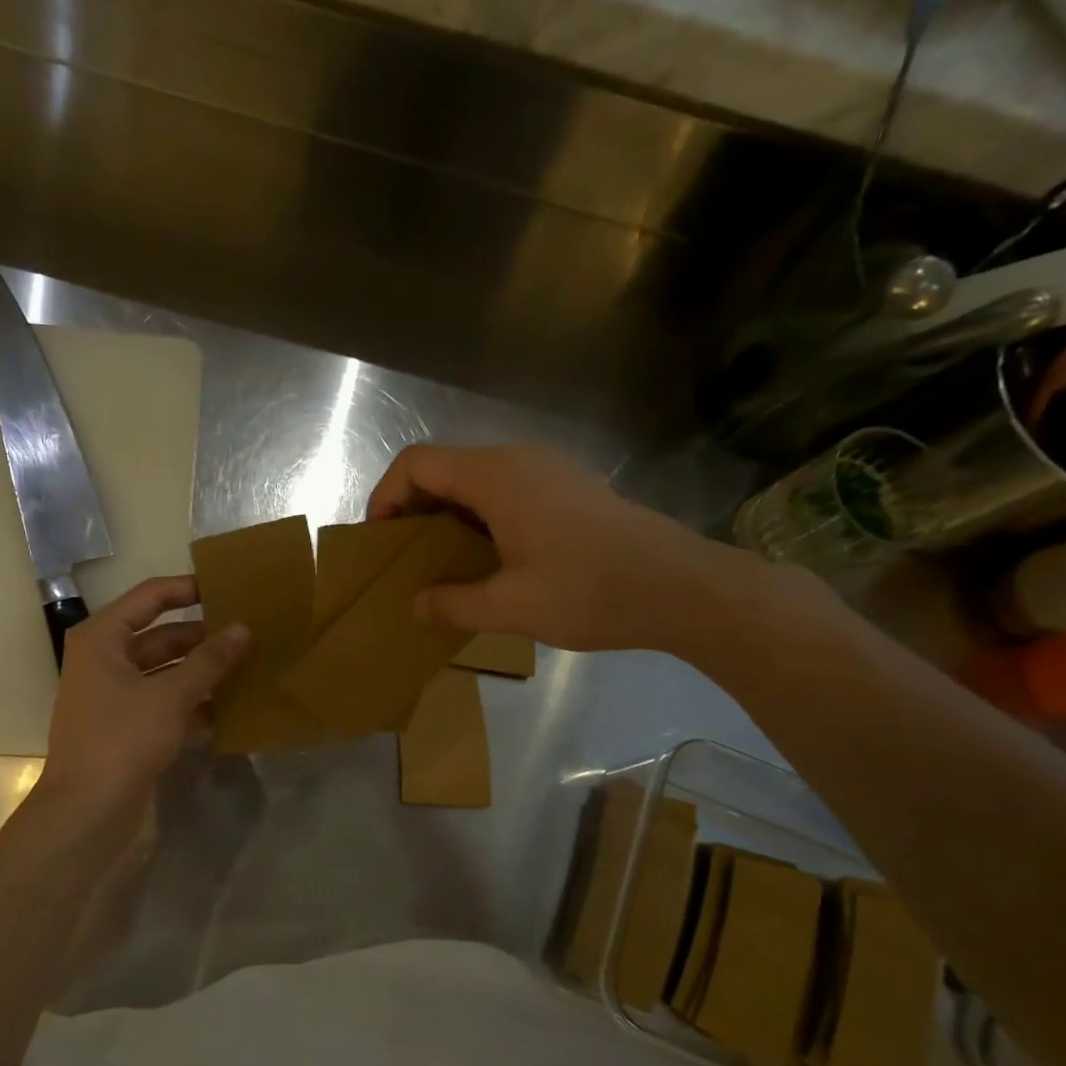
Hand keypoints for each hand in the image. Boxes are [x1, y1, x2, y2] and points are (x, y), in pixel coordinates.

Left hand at [40, 576, 249, 815]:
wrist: (87, 810)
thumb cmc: (122, 739)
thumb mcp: (171, 695)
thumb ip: (209, 661)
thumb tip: (242, 629)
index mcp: (103, 638)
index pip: (151, 597)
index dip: (189, 590)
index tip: (230, 590)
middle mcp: (105, 658)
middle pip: (161, 635)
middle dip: (203, 636)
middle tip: (249, 634)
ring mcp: (114, 694)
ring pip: (166, 670)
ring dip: (202, 670)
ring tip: (248, 666)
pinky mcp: (126, 724)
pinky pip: (164, 700)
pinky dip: (192, 701)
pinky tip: (230, 706)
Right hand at [366, 442, 769, 654]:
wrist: (683, 587)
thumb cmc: (591, 590)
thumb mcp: (511, 606)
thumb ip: (453, 603)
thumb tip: (415, 605)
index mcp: (496, 477)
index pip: (417, 463)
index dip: (386, 496)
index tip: (381, 542)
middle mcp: (519, 460)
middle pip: (444, 467)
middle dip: (413, 509)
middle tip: (406, 559)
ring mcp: (548, 470)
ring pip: (475, 480)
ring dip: (448, 516)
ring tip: (442, 565)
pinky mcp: (568, 488)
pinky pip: (505, 491)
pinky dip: (479, 518)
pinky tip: (489, 560)